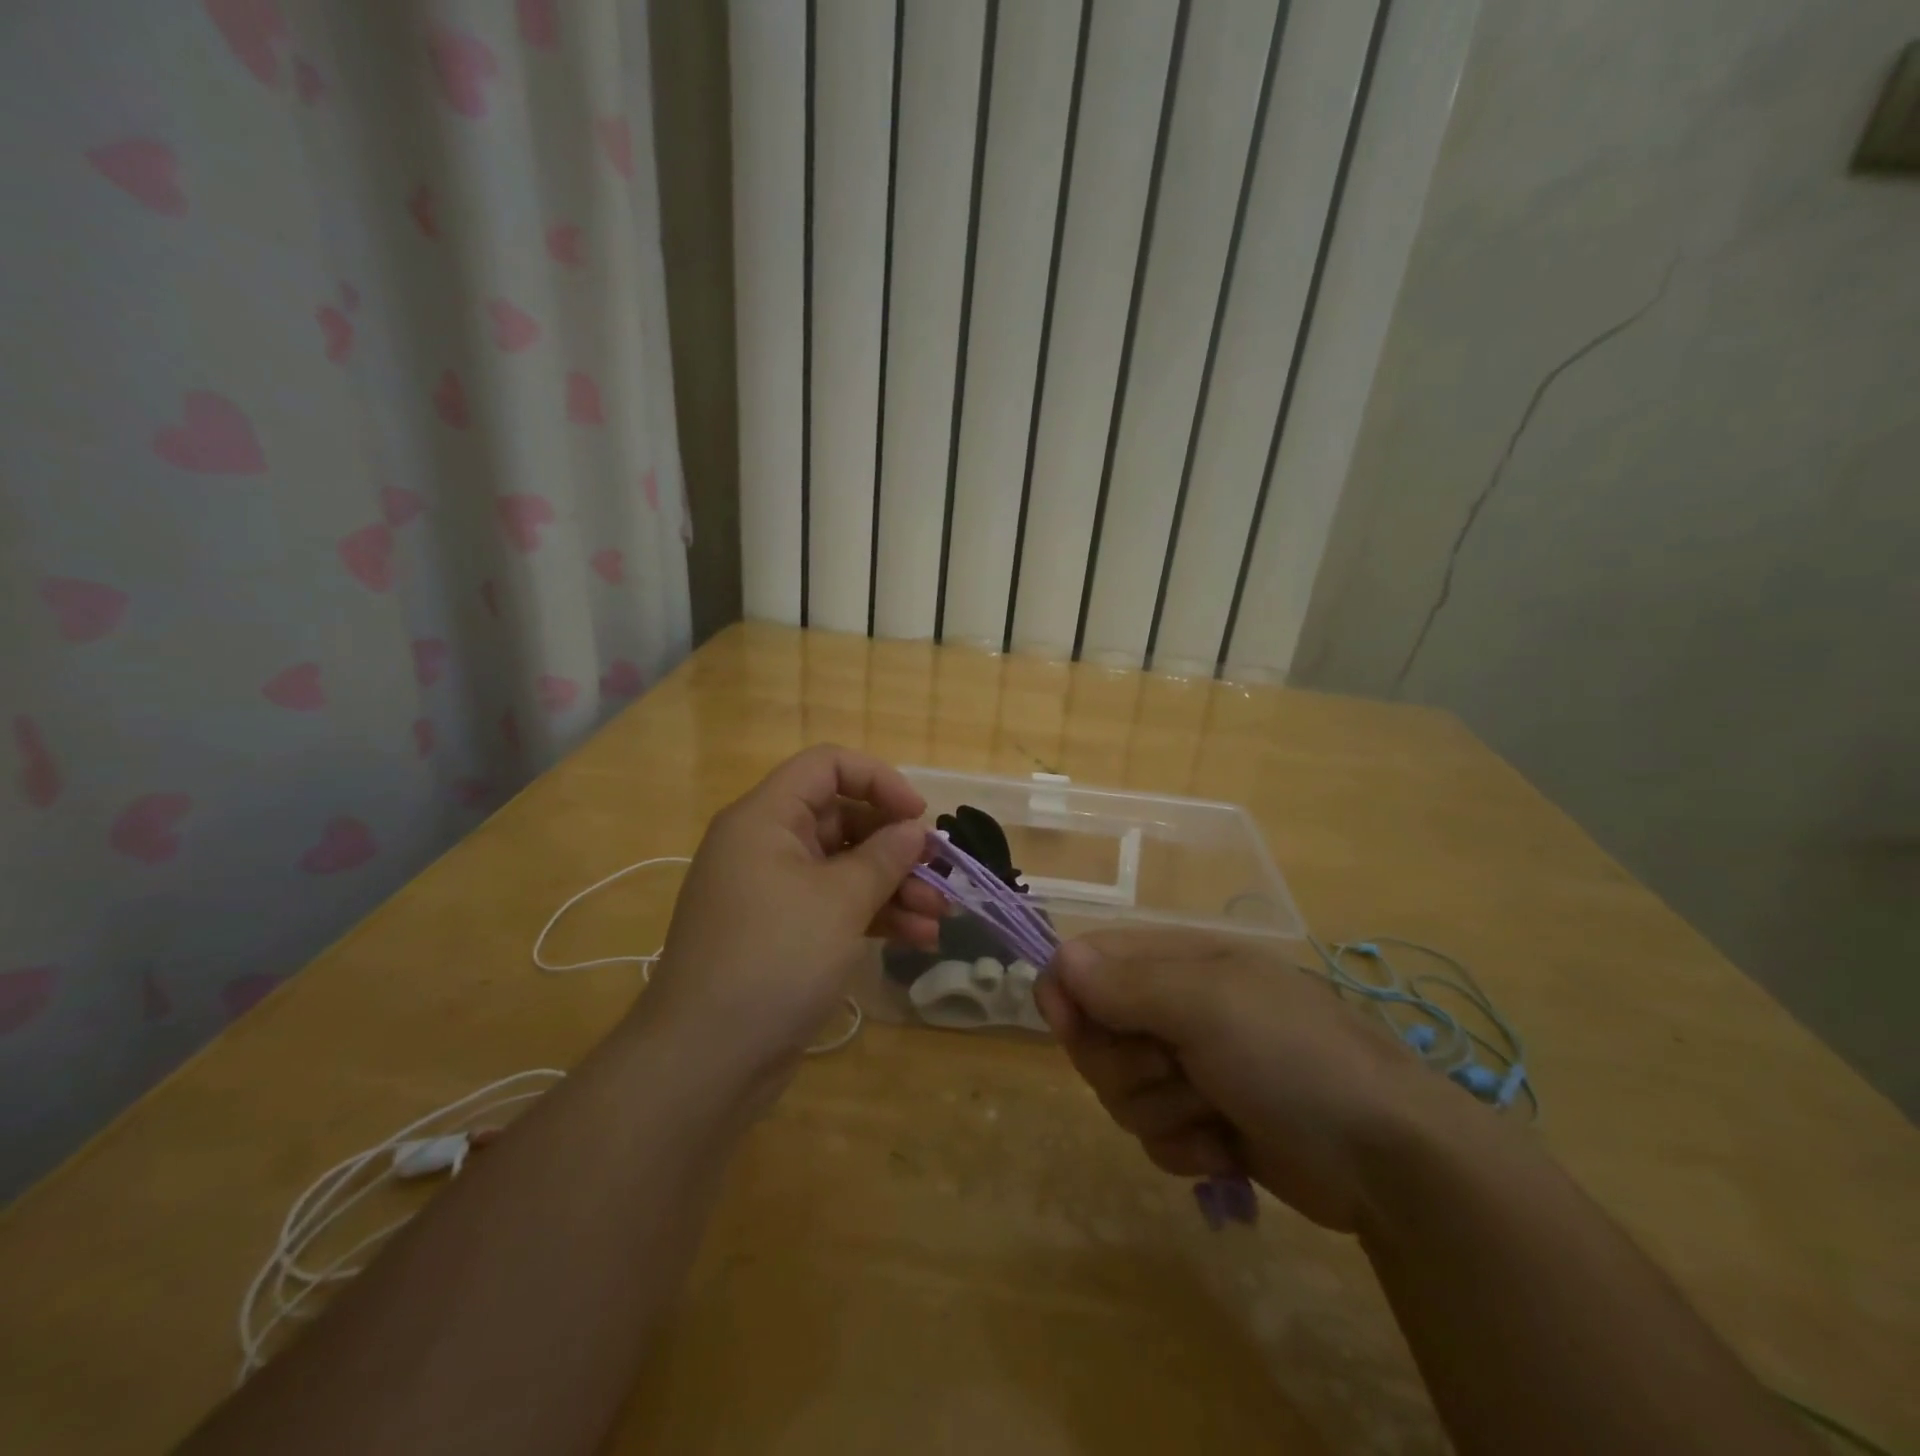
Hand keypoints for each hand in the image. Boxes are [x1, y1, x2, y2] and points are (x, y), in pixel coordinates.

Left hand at [642, 745, 946, 1082]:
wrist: (706, 1060)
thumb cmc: (774, 959)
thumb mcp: (840, 901)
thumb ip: (884, 857)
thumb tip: (912, 830)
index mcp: (766, 818)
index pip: (826, 766)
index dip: (878, 780)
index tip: (918, 816)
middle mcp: (766, 845)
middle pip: (842, 819)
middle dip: (896, 846)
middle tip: (940, 874)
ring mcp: (773, 892)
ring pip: (844, 868)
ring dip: (895, 887)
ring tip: (940, 917)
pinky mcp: (782, 934)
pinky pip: (835, 906)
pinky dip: (874, 916)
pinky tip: (918, 939)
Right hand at [1034, 931, 1461, 1232]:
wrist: (1387, 1157)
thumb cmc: (1292, 1056)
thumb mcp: (1207, 1006)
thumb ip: (1126, 984)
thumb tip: (1058, 960)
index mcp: (1175, 961)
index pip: (1086, 961)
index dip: (1066, 992)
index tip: (1069, 1026)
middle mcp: (1175, 1008)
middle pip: (1094, 1033)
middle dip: (1123, 1064)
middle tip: (1172, 1069)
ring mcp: (1190, 1066)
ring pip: (1119, 1090)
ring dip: (1160, 1110)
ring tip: (1213, 1110)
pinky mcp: (1204, 1121)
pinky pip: (1153, 1135)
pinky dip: (1185, 1147)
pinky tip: (1227, 1148)